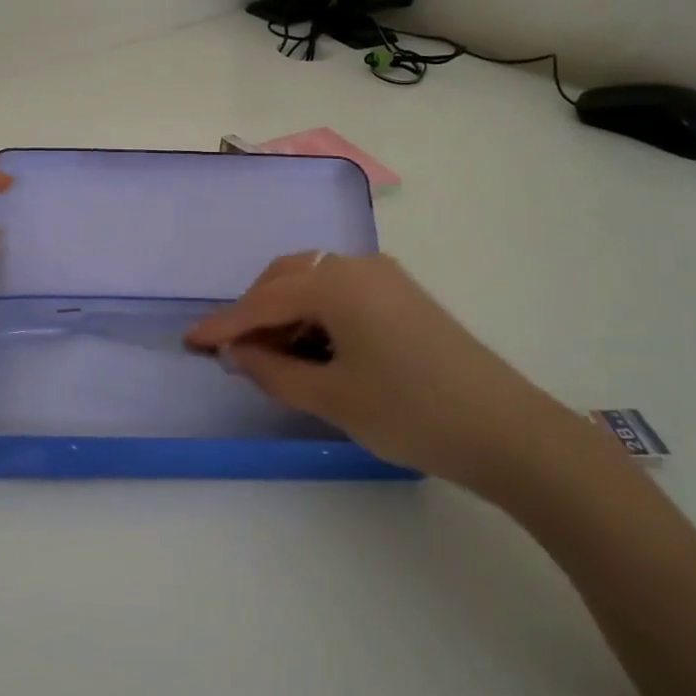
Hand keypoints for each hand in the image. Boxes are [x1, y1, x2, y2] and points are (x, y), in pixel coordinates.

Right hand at [185, 252, 594, 494]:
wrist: (506, 430)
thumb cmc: (411, 412)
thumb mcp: (332, 397)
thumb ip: (273, 372)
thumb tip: (236, 355)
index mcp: (336, 283)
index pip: (263, 301)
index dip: (224, 324)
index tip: (189, 341)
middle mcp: (357, 266)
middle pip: (286, 279)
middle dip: (254, 312)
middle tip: (232, 351)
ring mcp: (384, 277)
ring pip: (314, 283)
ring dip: (284, 313)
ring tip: (270, 356)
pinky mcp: (402, 295)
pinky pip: (341, 293)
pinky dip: (315, 316)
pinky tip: (312, 348)